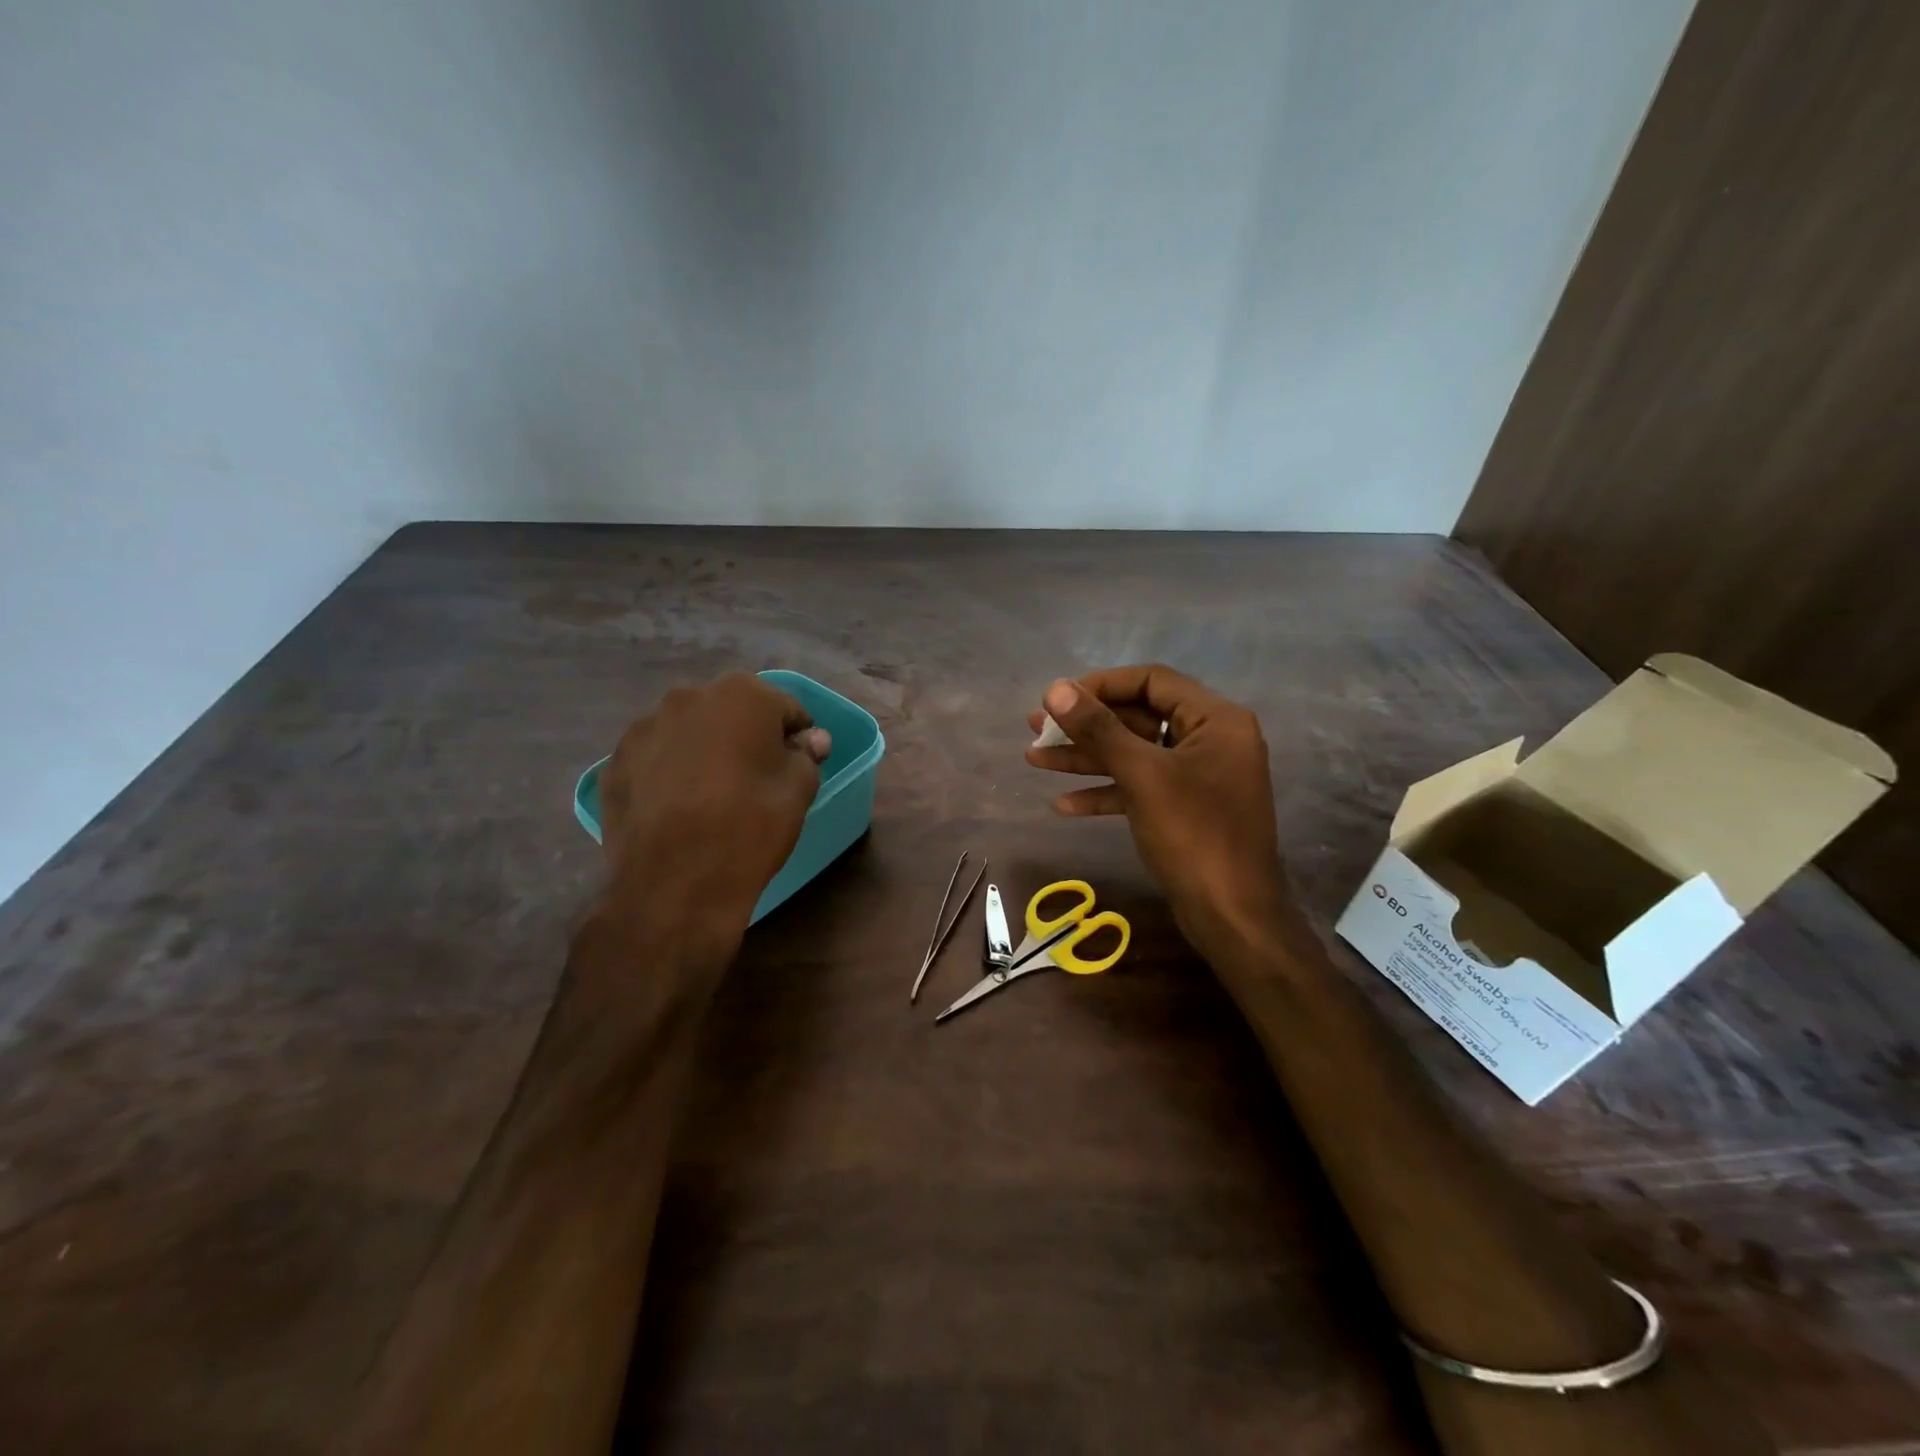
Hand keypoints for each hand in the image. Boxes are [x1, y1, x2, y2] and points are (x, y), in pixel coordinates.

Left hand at [599, 674, 830, 947]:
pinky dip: (670, 772)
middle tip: (755, 782)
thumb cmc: (750, 826)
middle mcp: (689, 697)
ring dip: (705, 752)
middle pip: (732, 713)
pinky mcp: (615, 762)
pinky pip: (656, 758)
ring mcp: (645, 727)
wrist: (675, 885)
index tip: (796, 769)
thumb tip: (809, 739)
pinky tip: (677, 808)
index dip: (796, 739)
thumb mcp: (800, 790)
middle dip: (746, 738)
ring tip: (711, 797)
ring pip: (690, 733)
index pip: (785, 710)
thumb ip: (807, 754)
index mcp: (742, 694)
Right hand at [1025, 665, 1296, 954]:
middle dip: (1085, 725)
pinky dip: (1105, 791)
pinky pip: (1141, 787)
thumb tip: (1055, 689)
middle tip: (1035, 728)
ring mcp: (1198, 776)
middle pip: (1139, 717)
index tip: (1056, 699)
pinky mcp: (1185, 808)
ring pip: (1134, 755)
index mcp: (1216, 720)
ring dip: (1086, 758)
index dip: (1100, 685)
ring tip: (1033, 759)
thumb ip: (1099, 729)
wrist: (1232, 917)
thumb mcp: (1142, 775)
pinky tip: (1063, 805)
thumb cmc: (1193, 835)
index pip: (1152, 681)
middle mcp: (1211, 740)